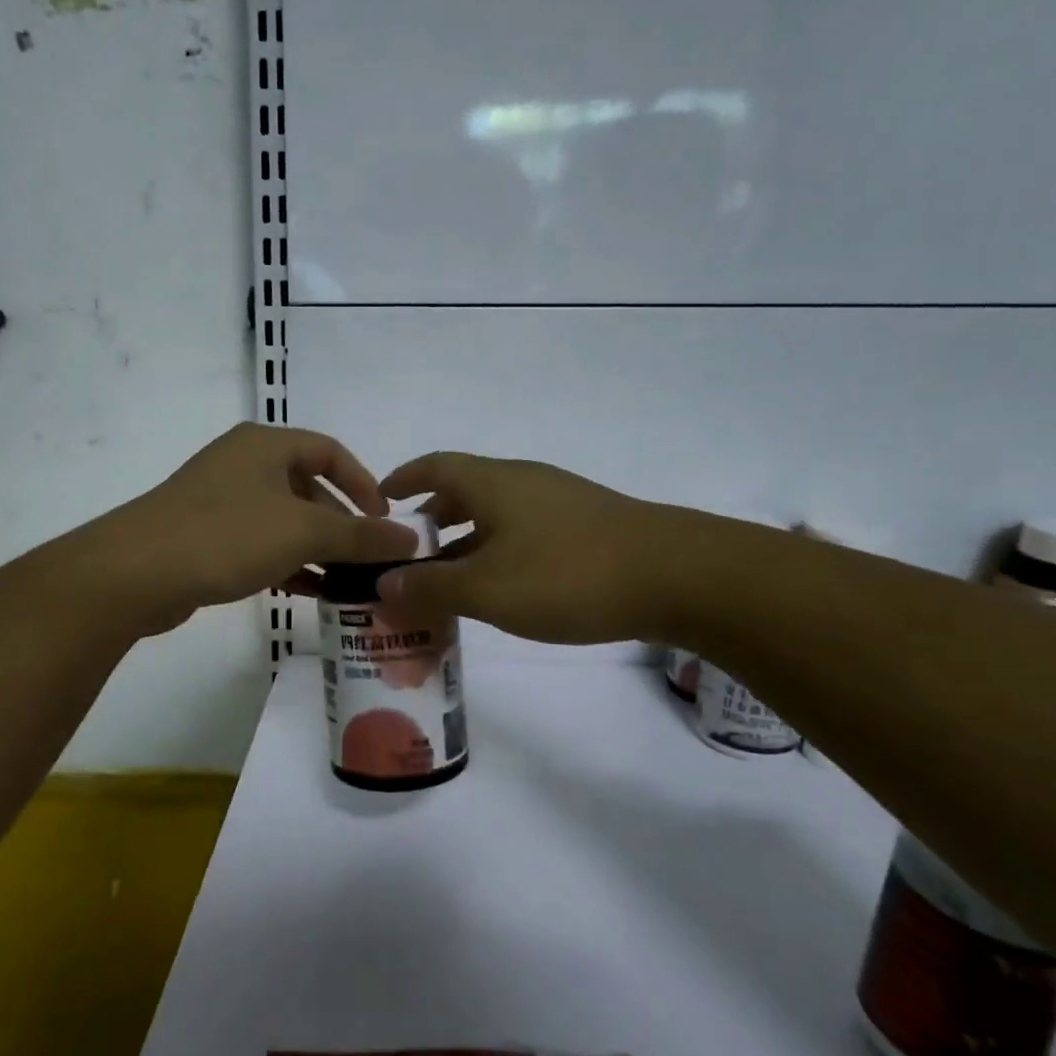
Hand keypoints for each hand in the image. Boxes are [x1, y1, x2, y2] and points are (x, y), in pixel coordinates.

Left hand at [83, 425, 418, 634]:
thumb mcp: (303, 532)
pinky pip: (260, 544)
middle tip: (368, 558)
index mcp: (266, 445)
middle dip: (341, 524)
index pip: (330, 451)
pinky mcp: (205, 536)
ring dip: (317, 549)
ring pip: (284, 520)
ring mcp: (220, 500)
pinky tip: (311, 593)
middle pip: (308, 488)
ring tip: (348, 581)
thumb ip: (361, 535)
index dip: (363, 483)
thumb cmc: (227, 534)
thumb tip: (412, 539)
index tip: (385, 520)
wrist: (136, 572)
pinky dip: (288, 563)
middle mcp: (243, 464)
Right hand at [375, 452, 684, 644]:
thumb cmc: (567, 574)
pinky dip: (498, 552)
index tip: (379, 501)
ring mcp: (559, 501)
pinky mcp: (586, 526)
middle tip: (408, 553)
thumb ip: (430, 587)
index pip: (434, 466)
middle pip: (464, 490)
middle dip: (432, 519)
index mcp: (493, 482)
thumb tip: (383, 585)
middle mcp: (523, 481)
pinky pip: (524, 531)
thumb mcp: (487, 589)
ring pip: (496, 514)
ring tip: (448, 579)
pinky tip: (503, 586)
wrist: (676, 575)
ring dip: (466, 540)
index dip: (403, 479)